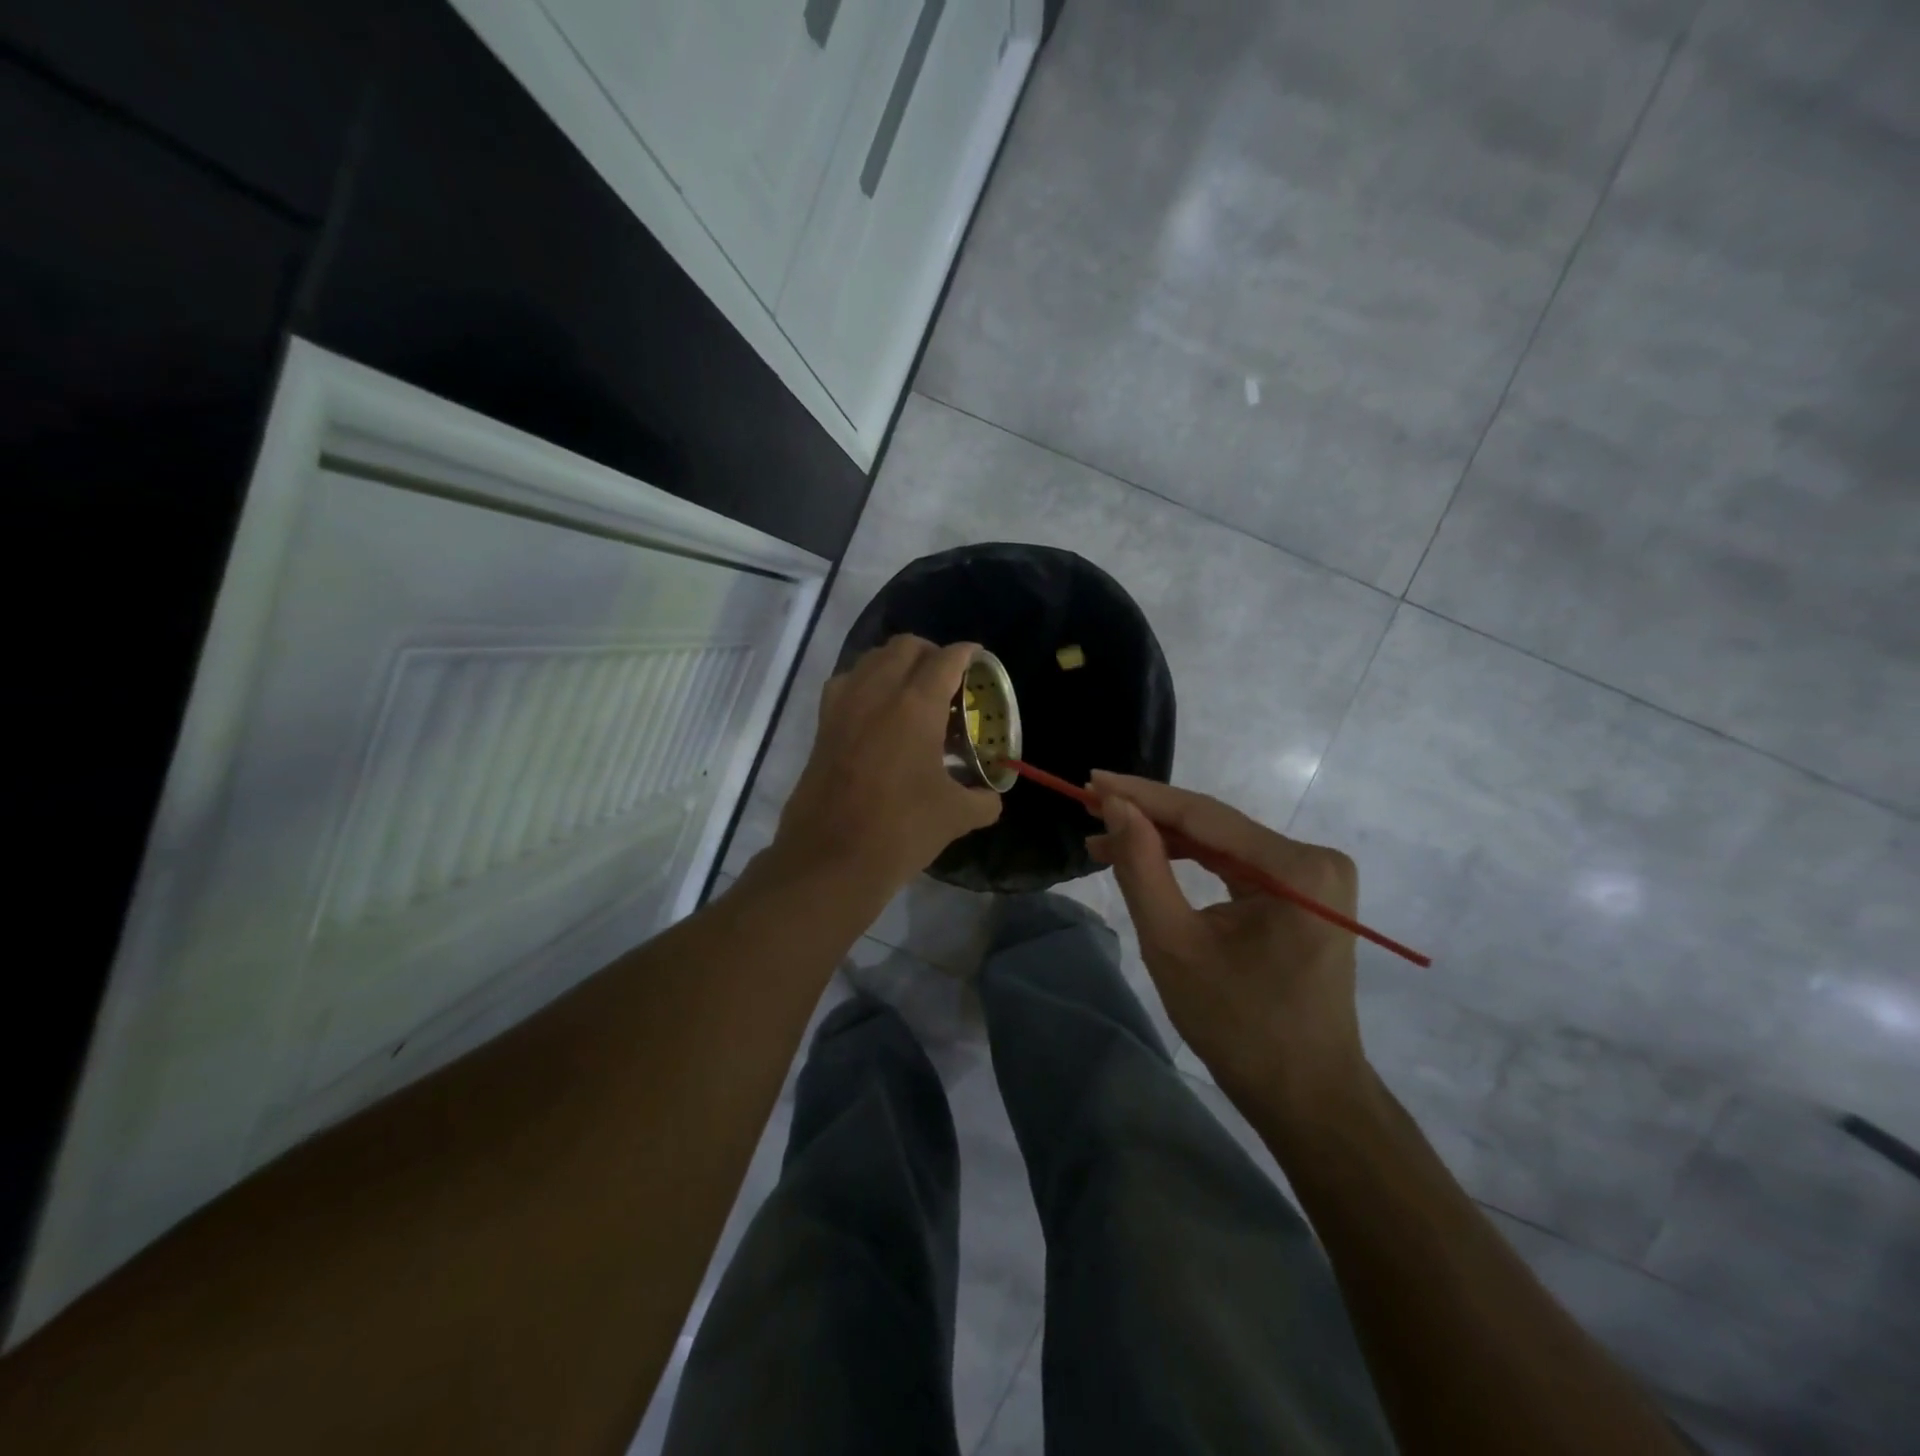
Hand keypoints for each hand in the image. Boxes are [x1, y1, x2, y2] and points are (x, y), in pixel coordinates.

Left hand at [770, 636, 1001, 893]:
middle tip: (948, 679)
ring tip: (913, 692)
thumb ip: (982, 800)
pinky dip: (866, 683)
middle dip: (931, 653)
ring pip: (871, 658)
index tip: (979, 659)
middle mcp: (877, 692)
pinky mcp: (822, 724)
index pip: (946, 659)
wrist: (831, 858)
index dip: (967, 654)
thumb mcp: (955, 816)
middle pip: (905, 646)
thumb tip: (991, 798)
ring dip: (896, 663)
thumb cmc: (900, 830)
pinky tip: (877, 712)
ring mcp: (844, 705)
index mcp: (916, 705)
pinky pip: (847, 683)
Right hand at [1087, 771, 1367, 1121]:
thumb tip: (1115, 806)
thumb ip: (1142, 867)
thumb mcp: (1174, 944)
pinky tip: (1150, 860)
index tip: (1090, 781)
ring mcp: (1314, 876)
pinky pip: (1236, 866)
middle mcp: (1315, 859)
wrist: (1306, 1096)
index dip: (1142, 796)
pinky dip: (1191, 863)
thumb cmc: (1239, 1028)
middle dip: (1149, 820)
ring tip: (1104, 842)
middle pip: (1214, 826)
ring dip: (1165, 842)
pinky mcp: (1304, 894)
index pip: (1205, 815)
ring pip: (1221, 844)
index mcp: (1298, 867)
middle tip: (1089, 811)